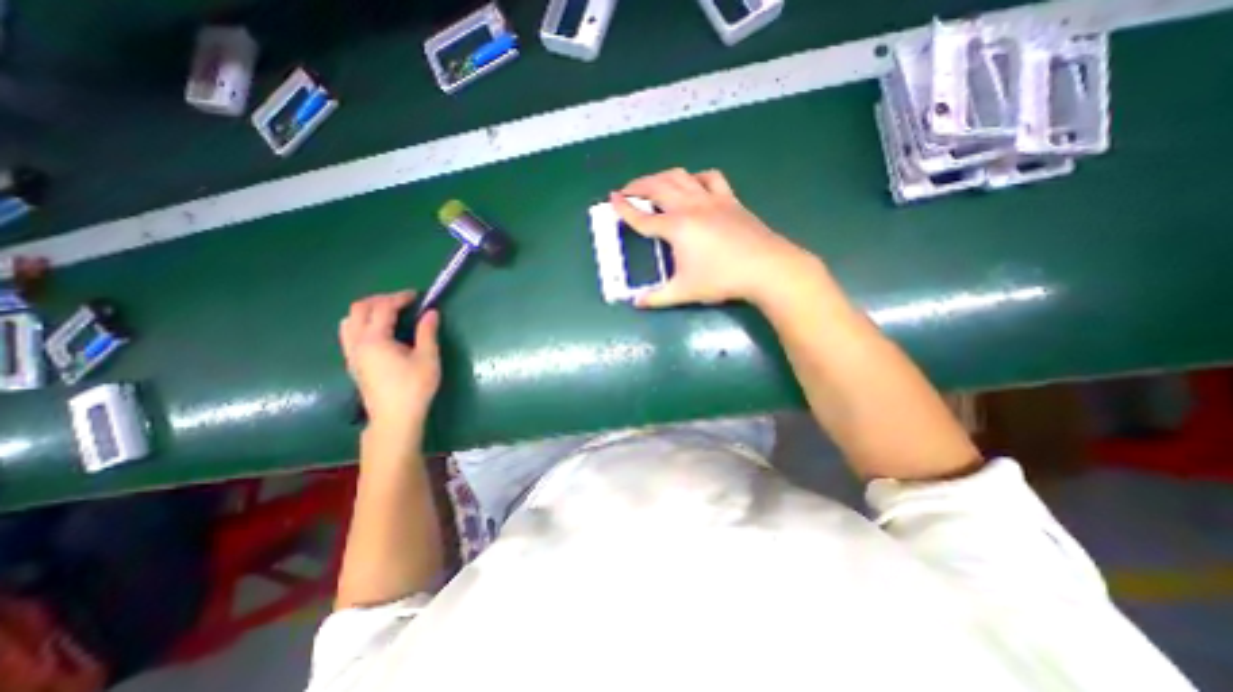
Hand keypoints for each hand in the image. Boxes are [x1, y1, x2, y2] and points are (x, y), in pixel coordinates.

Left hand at [340, 292, 442, 437]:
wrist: (395, 418)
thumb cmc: (414, 388)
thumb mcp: (428, 358)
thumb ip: (427, 332)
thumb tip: (431, 312)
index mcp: (374, 339)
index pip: (383, 308)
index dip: (400, 297)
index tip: (418, 295)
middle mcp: (356, 343)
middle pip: (359, 309)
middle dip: (380, 300)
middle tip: (403, 301)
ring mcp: (351, 354)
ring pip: (348, 321)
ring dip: (367, 311)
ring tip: (389, 313)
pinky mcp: (353, 363)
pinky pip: (348, 333)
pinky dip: (361, 323)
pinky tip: (379, 331)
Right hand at [612, 168, 816, 306]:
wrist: (766, 268)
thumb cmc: (722, 279)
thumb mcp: (685, 292)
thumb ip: (657, 298)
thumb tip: (637, 303)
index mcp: (676, 227)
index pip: (643, 216)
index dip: (624, 208)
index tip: (611, 199)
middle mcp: (690, 206)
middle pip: (658, 187)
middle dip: (638, 185)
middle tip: (627, 190)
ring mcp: (712, 199)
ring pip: (681, 176)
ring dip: (662, 177)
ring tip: (654, 185)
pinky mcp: (730, 199)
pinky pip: (710, 178)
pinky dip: (696, 177)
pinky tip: (694, 184)